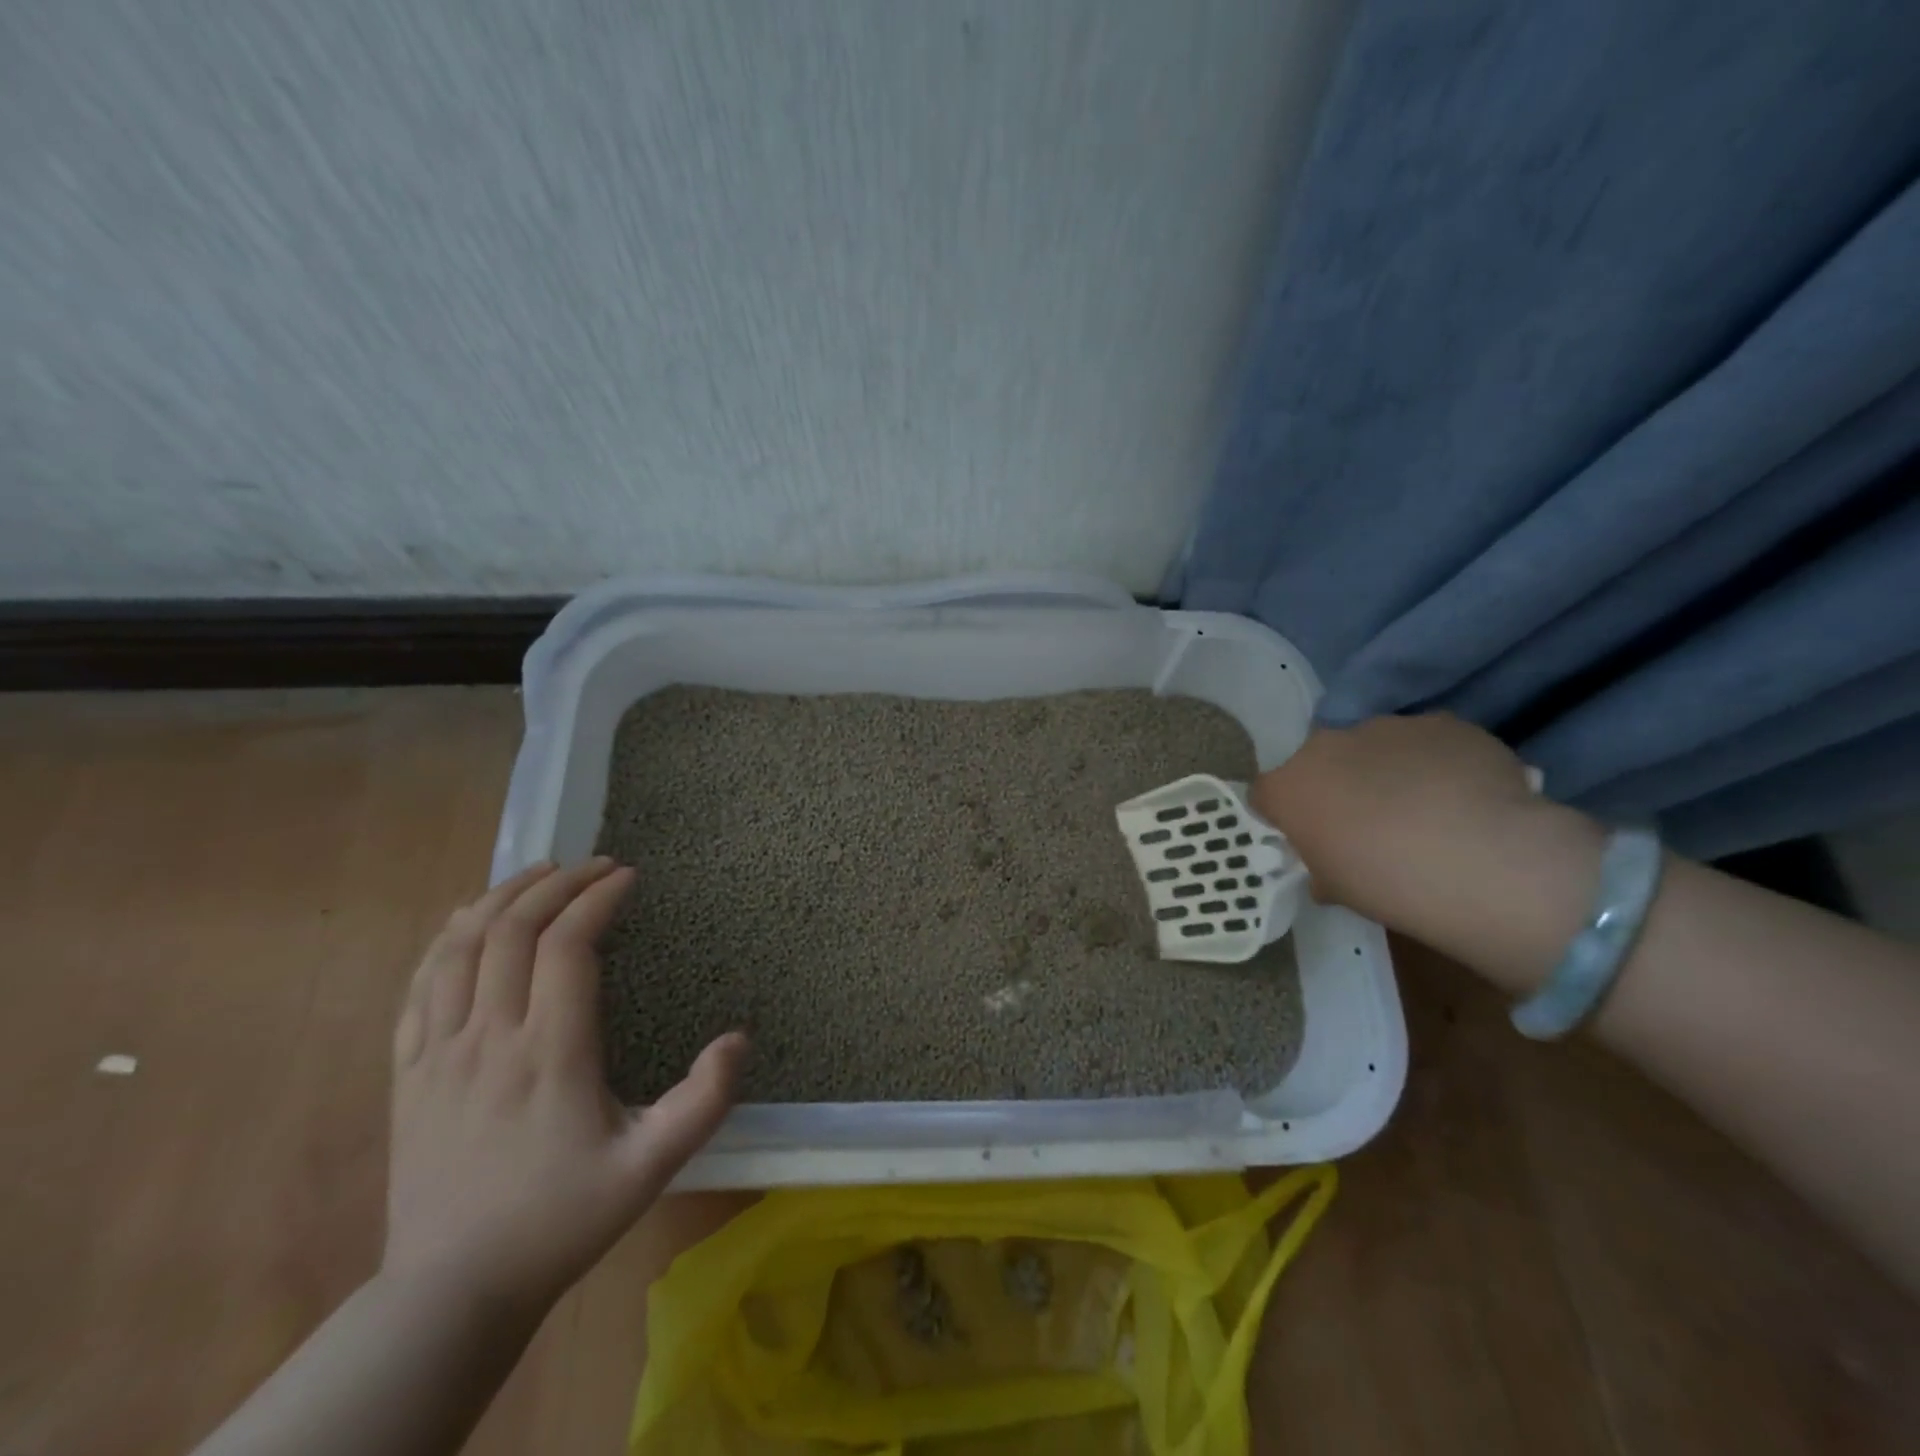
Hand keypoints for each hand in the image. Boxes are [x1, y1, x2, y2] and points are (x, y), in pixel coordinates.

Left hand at [383, 858, 744, 1316]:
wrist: (451, 1292)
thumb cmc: (561, 1220)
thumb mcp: (651, 1168)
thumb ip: (703, 1101)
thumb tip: (739, 1038)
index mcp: (550, 1055)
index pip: (568, 946)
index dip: (598, 899)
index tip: (628, 877)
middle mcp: (489, 1038)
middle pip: (512, 930)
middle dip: (557, 883)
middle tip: (594, 865)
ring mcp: (438, 1052)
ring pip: (459, 946)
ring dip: (502, 897)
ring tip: (540, 874)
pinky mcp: (408, 1070)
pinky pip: (419, 983)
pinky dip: (447, 937)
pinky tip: (470, 920)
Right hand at [1251, 713, 1559, 935]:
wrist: (1483, 858)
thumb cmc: (1388, 883)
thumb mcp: (1338, 890)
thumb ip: (1322, 869)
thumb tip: (1328, 869)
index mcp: (1290, 786)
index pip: (1266, 794)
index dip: (1285, 814)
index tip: (1308, 837)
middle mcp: (1326, 745)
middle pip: (1321, 762)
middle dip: (1338, 785)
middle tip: (1369, 823)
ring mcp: (1385, 728)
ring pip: (1375, 747)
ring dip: (1387, 770)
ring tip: (1427, 809)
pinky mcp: (1441, 723)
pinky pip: (1428, 742)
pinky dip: (1436, 763)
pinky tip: (1465, 797)